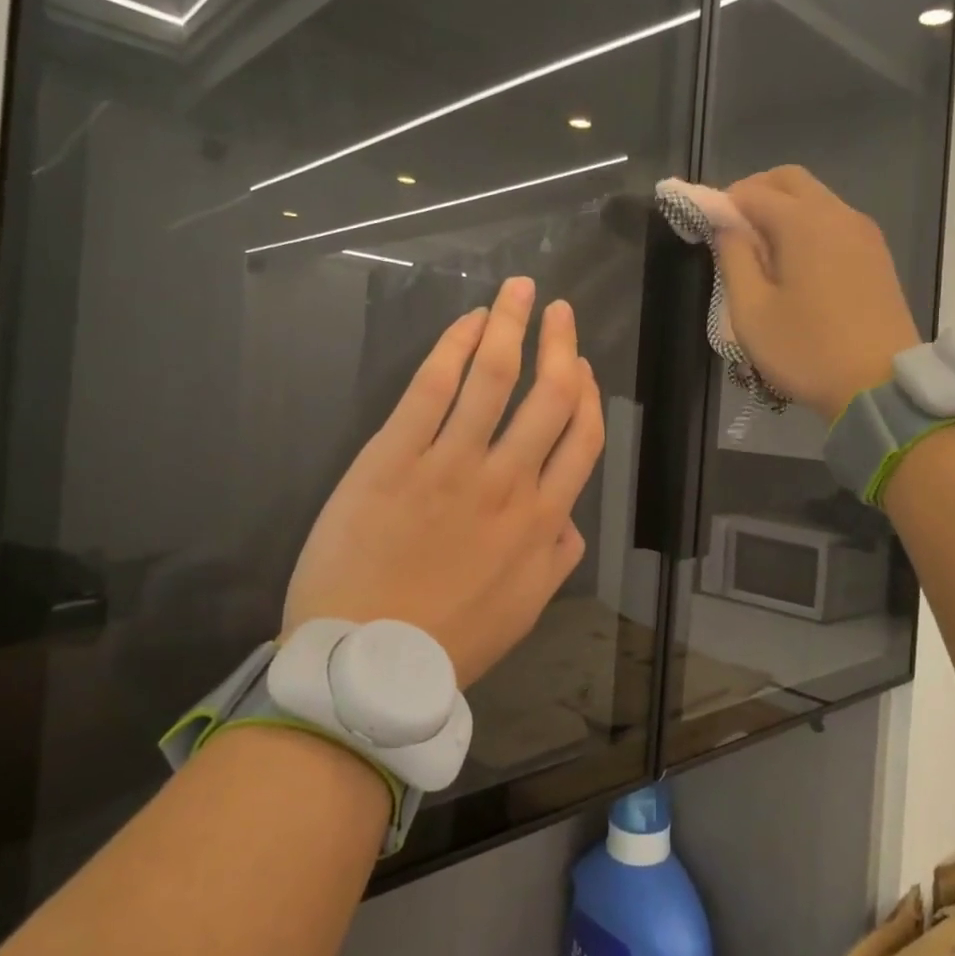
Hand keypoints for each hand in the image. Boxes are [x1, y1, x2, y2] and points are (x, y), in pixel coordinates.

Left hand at [283, 276, 603, 688]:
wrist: (366, 664)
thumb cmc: (449, 641)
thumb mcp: (525, 610)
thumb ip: (556, 558)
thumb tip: (569, 519)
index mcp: (541, 520)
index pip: (582, 438)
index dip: (588, 394)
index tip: (582, 366)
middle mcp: (507, 481)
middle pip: (549, 395)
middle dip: (560, 344)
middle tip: (560, 310)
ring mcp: (450, 464)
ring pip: (494, 378)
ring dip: (512, 326)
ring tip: (520, 291)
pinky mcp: (394, 456)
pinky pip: (432, 389)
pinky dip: (454, 349)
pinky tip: (468, 324)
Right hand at [712, 166, 921, 419]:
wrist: (879, 386)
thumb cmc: (807, 351)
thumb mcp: (751, 312)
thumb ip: (733, 259)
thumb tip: (726, 226)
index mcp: (803, 222)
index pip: (752, 191)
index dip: (723, 203)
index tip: (708, 231)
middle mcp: (838, 214)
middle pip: (790, 181)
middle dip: (756, 194)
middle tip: (735, 233)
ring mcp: (864, 233)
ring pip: (816, 199)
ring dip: (784, 211)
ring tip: (764, 255)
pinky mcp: (877, 255)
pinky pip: (835, 223)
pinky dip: (810, 228)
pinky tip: (798, 267)